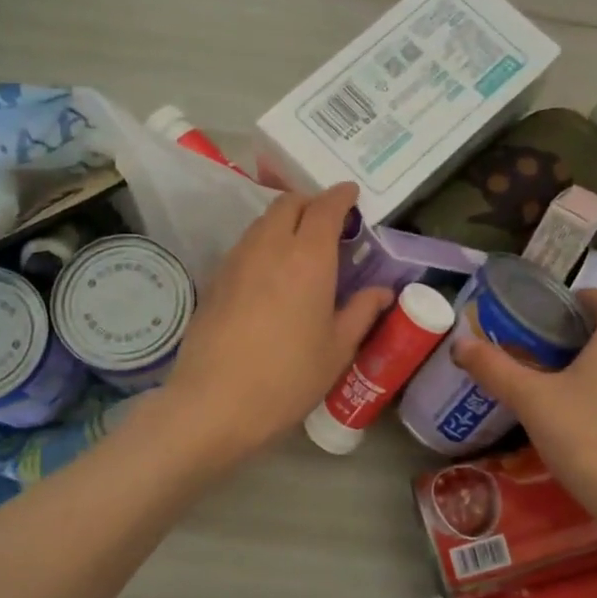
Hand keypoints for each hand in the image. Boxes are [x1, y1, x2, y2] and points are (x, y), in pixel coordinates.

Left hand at [159, 182, 389, 463]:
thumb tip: (382, 292)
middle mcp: (270, 246)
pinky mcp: (215, 279)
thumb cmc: (288, 377)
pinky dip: (263, 245)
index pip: (326, 207)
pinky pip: (244, 246)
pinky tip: (270, 276)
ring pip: (262, 223)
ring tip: (300, 249)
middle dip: (311, 203)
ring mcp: (236, 260)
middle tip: (328, 224)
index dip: (341, 196)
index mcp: (308, 256)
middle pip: (289, 203)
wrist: (215, 402)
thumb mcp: (337, 349)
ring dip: (284, 223)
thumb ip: (361, 312)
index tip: (352, 195)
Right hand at [453, 289, 596, 544]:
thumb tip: (460, 344)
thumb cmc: (589, 437)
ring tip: (553, 379)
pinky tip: (578, 416)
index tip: (546, 311)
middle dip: (578, 332)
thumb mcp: (532, 400)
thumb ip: (495, 368)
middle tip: (538, 345)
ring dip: (592, 362)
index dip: (578, 298)